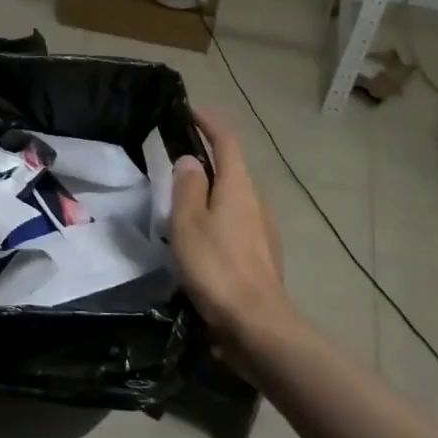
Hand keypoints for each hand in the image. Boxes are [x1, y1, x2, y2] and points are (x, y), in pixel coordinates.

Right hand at [170, 108, 297, 354]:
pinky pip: (237, 221)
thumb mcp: (188, 223)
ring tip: (182, 198)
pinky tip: (201, 236)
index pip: (227, 141)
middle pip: (233, 168)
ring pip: (235, 197)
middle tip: (175, 159)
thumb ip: (188, 187)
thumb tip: (190, 160)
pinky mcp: (262, 254)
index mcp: (238, 187)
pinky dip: (218, 216)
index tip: (190, 111)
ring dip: (212, 190)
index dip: (210, 122)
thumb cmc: (217, 268)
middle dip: (208, 157)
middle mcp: (256, 201)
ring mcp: (263, 229)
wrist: (258, 325)